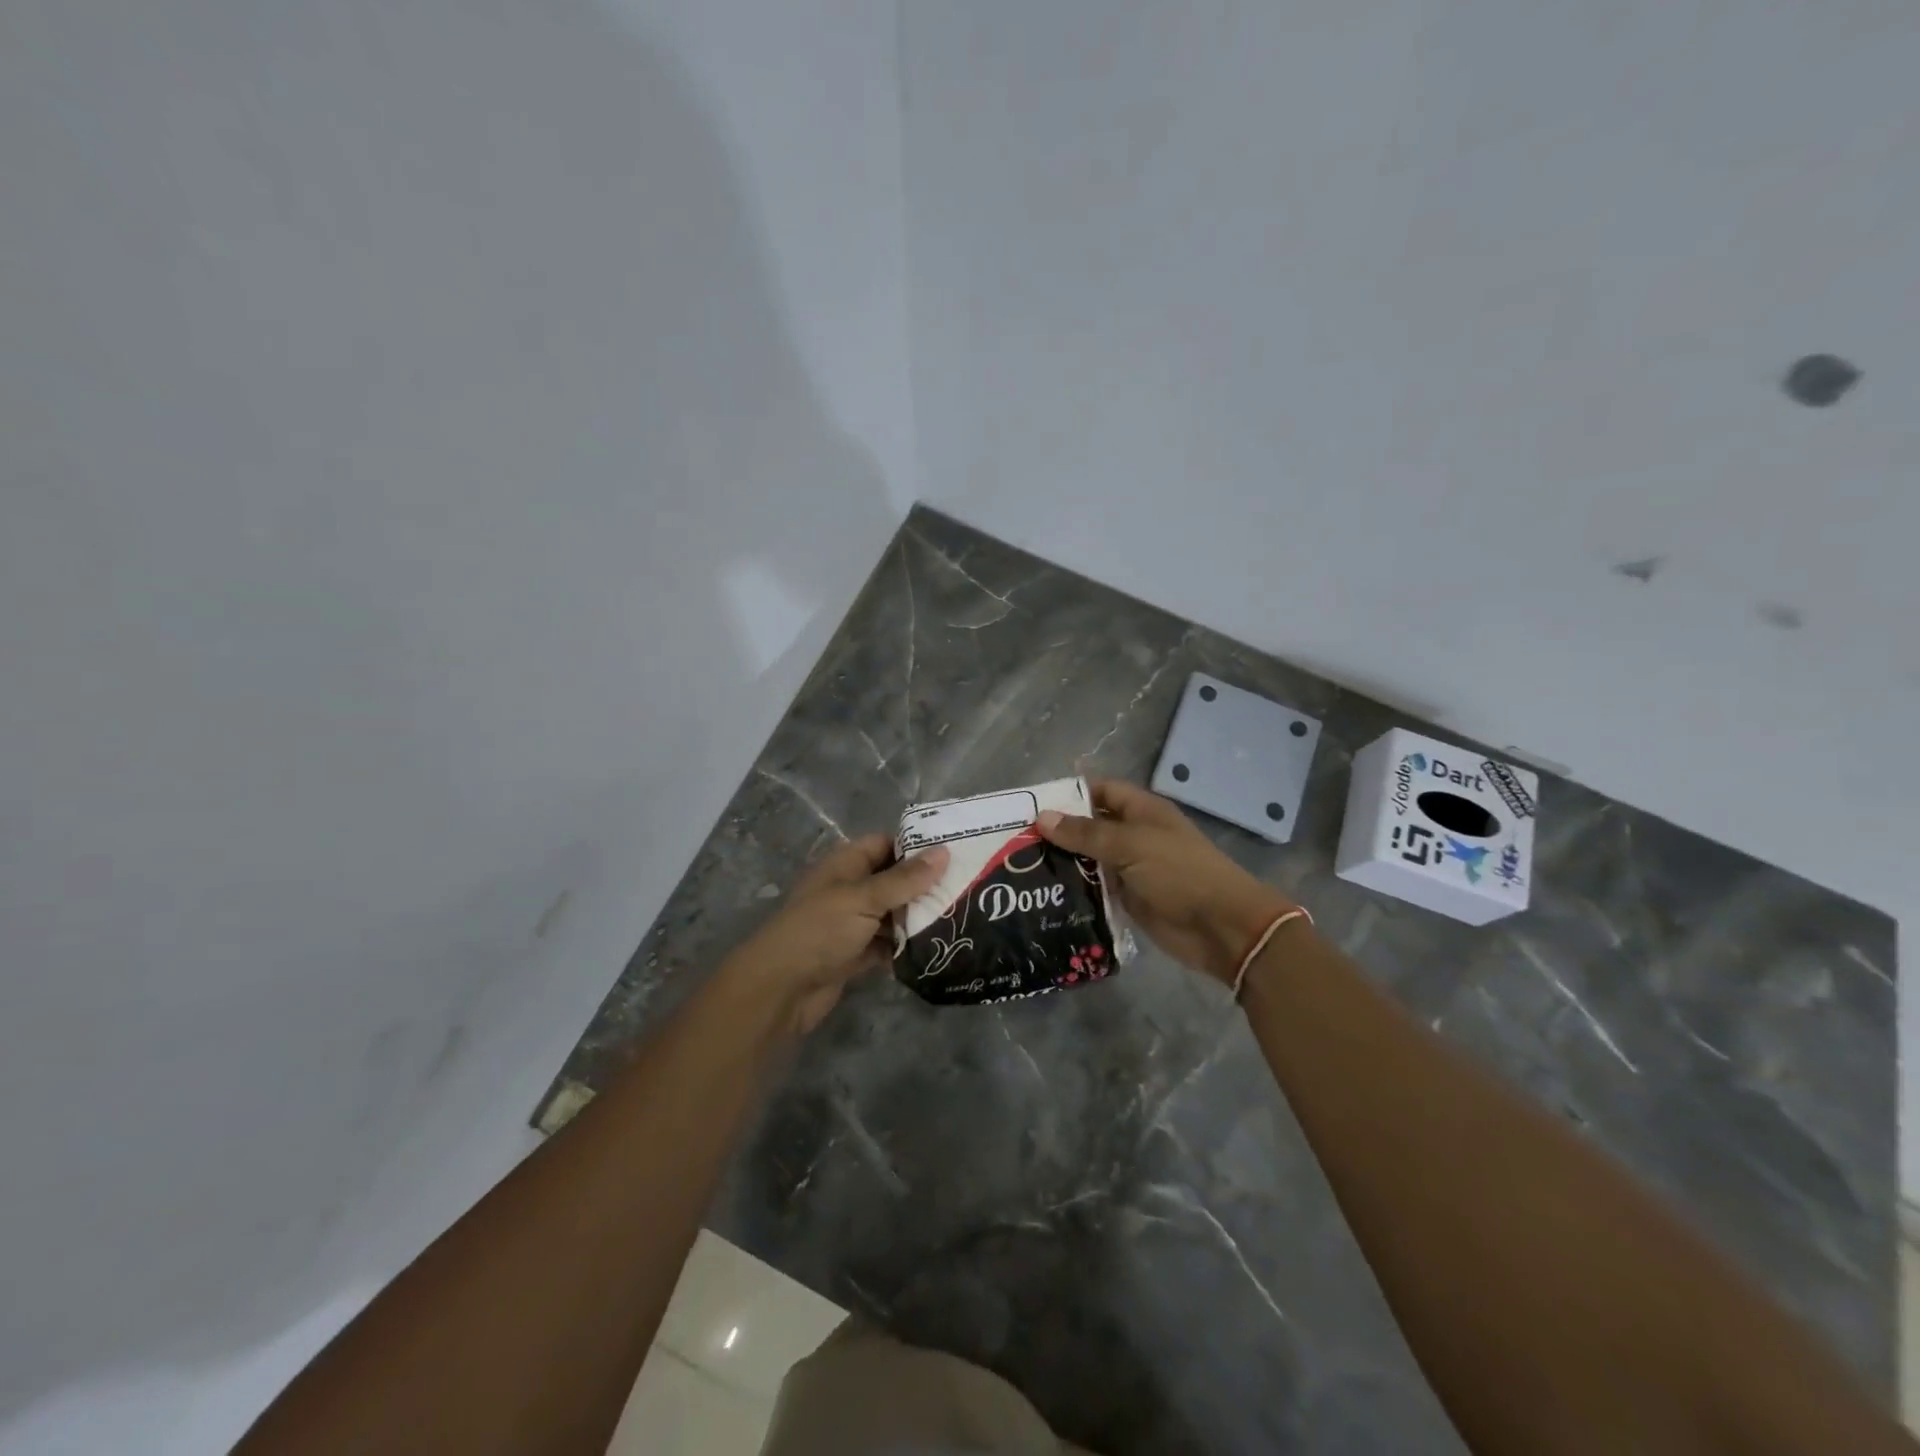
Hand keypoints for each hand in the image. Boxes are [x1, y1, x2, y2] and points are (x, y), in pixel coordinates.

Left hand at [725, 834, 948, 1035]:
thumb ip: (905, 879)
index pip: (886, 843)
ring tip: (962, 916)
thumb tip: (945, 852)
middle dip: (925, 885)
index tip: (956, 851)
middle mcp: (850, 889)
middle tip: (968, 887)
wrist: (781, 989)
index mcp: (846, 864)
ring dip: (919, 917)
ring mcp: (852, 923)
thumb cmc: (820, 930)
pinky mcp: (856, 954)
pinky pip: (889, 944)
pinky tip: (939, 947)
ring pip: (893, 913)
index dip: (917, 846)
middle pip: (894, 879)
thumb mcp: (864, 898)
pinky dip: (907, 945)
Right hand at [1038, 780, 1294, 983]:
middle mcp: (1134, 835)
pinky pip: (1095, 888)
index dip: (1069, 794)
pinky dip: (1075, 890)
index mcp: (1141, 811)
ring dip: (1063, 863)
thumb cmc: (1179, 873)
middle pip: (1090, 826)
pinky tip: (1044, 895)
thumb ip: (1086, 833)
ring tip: (1021, 868)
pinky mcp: (1128, 899)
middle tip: (1015, 841)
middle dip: (1059, 831)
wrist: (1221, 928)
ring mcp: (1131, 868)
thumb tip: (1042, 818)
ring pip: (1089, 859)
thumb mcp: (1131, 845)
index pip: (1100, 791)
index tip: (1031, 805)